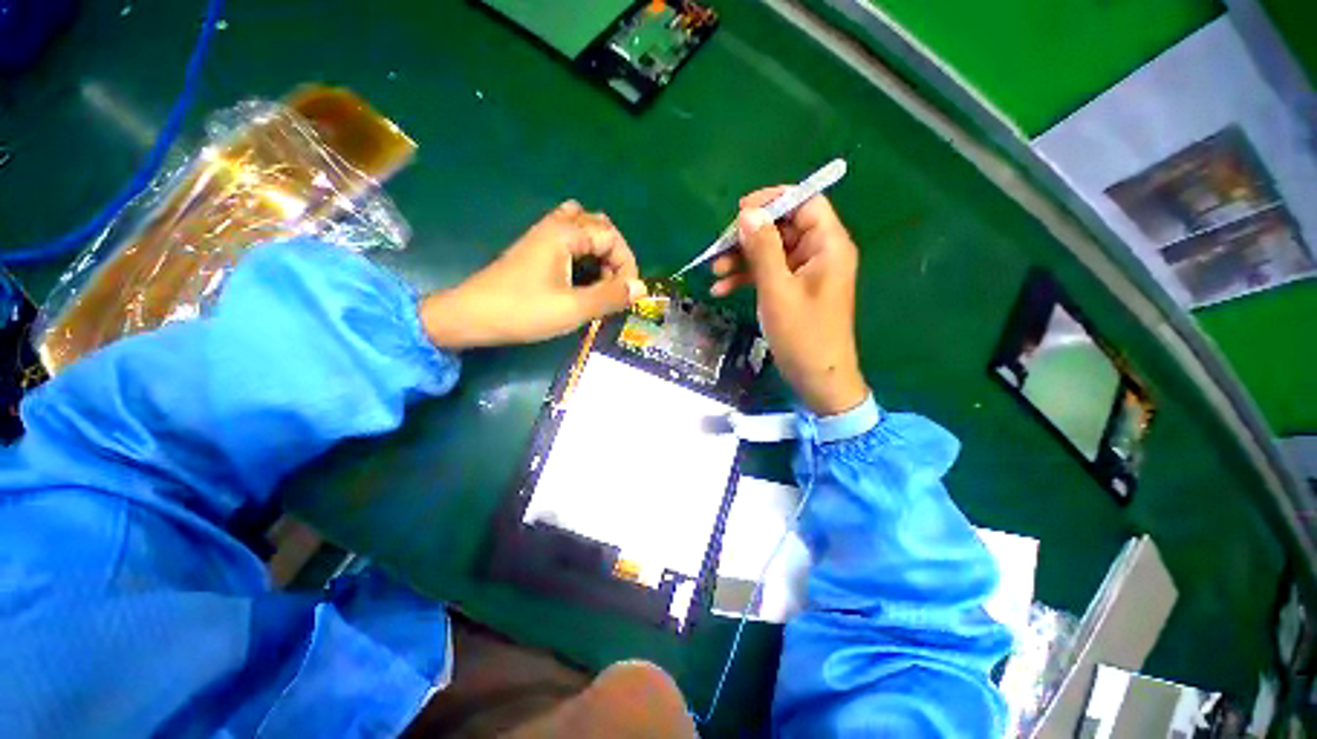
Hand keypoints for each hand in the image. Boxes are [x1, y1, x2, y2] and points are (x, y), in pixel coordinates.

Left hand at [421, 201, 646, 348]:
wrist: (471, 316)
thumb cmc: (523, 311)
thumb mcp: (573, 309)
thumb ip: (610, 296)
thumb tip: (641, 288)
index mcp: (565, 234)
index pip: (612, 236)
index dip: (627, 265)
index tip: (627, 294)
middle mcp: (555, 226)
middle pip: (599, 226)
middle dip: (615, 255)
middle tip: (613, 286)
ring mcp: (543, 235)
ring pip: (584, 230)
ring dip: (599, 252)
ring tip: (600, 281)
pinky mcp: (535, 249)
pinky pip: (569, 240)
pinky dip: (584, 254)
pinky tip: (581, 278)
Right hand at [710, 189, 867, 415]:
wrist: (817, 379)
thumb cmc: (802, 335)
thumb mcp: (778, 290)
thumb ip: (763, 249)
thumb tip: (747, 213)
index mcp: (827, 245)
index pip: (805, 202)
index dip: (773, 201)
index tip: (740, 212)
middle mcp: (819, 253)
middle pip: (782, 227)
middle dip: (749, 236)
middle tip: (719, 249)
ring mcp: (805, 273)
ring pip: (771, 252)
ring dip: (742, 259)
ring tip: (714, 271)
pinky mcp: (793, 290)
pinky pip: (769, 273)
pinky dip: (747, 278)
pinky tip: (721, 289)